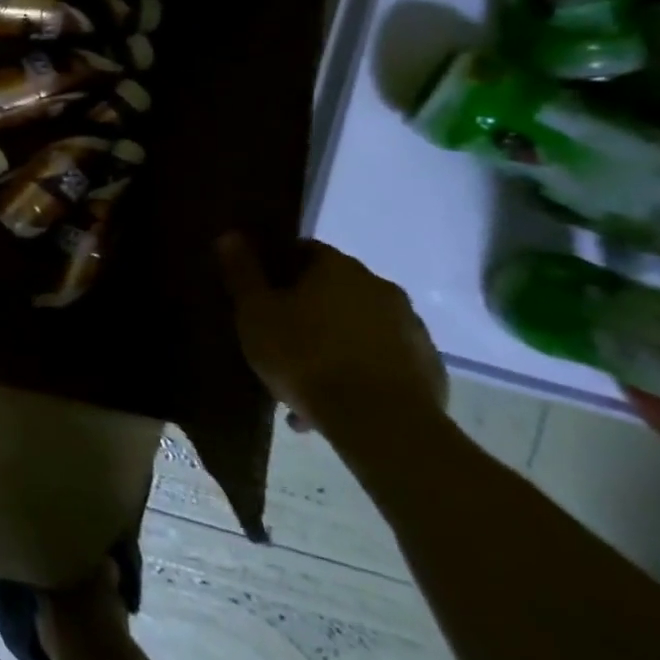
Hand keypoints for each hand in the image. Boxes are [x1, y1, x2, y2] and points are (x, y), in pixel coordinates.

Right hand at [217, 235, 446, 436]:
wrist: (382, 424)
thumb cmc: (306, 357)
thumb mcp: (256, 314)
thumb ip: (243, 273)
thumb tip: (230, 235)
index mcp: (338, 267)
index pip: (304, 251)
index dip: (280, 269)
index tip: (262, 295)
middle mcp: (379, 287)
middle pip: (334, 291)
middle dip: (307, 313)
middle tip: (280, 344)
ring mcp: (411, 328)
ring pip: (359, 329)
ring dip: (334, 347)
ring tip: (305, 387)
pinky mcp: (429, 369)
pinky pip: (384, 362)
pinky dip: (361, 374)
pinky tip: (338, 405)